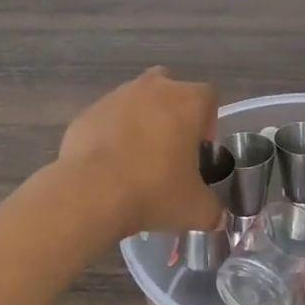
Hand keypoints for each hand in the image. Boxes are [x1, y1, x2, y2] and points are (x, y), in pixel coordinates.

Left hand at [58, 68, 221, 235]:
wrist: (90, 193)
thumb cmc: (154, 191)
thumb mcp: (196, 209)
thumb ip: (213, 209)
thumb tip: (217, 217)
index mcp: (187, 101)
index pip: (209, 97)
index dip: (209, 122)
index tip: (200, 149)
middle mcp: (153, 88)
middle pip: (171, 89)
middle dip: (173, 113)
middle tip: (171, 149)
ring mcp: (116, 97)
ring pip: (137, 101)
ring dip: (142, 122)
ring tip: (138, 160)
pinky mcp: (87, 112)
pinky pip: (108, 119)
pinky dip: (112, 135)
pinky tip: (110, 165)